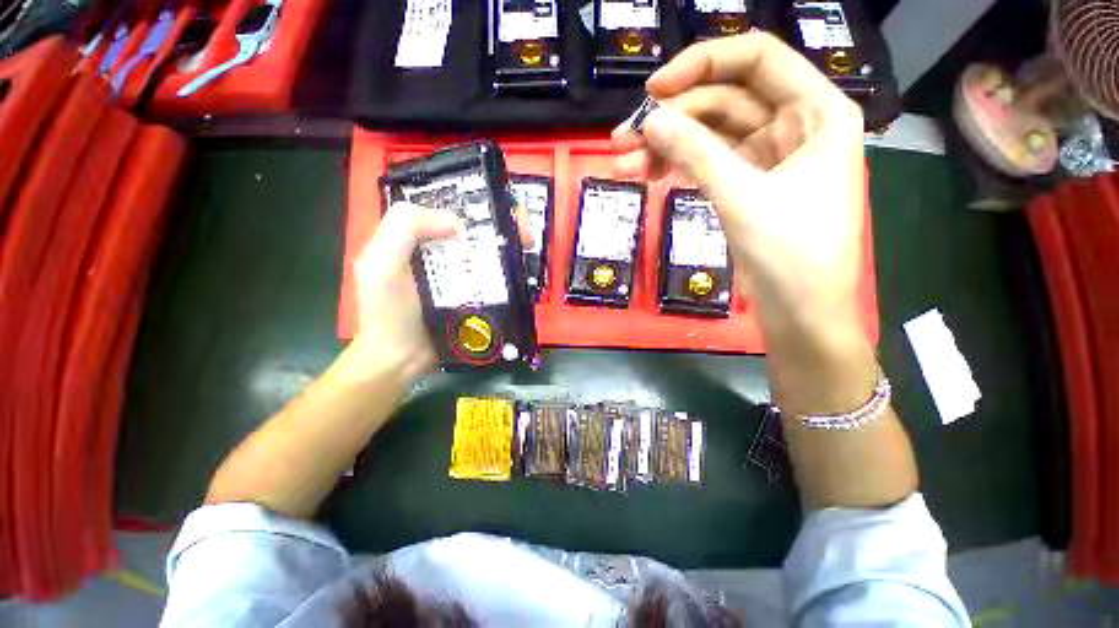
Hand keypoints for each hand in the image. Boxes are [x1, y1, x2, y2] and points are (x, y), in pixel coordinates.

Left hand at [349, 200, 534, 378]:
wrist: (401, 360)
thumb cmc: (388, 313)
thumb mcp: (382, 264)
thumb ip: (405, 229)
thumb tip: (458, 222)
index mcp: (417, 238)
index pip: (449, 208)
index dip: (475, 203)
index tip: (501, 208)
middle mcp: (441, 252)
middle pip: (477, 230)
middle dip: (504, 225)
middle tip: (524, 232)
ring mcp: (460, 275)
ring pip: (490, 252)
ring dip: (511, 246)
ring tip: (529, 246)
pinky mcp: (474, 295)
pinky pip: (495, 277)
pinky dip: (510, 270)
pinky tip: (523, 268)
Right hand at [613, 32, 865, 346]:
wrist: (801, 315)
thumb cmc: (791, 257)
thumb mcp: (742, 198)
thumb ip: (696, 154)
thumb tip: (649, 121)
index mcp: (817, 112)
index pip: (757, 59)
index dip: (702, 65)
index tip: (653, 91)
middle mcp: (796, 125)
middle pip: (725, 100)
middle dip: (673, 118)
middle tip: (623, 140)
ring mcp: (769, 157)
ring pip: (711, 134)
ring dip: (667, 145)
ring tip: (625, 163)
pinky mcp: (748, 185)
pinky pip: (709, 162)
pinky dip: (679, 166)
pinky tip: (650, 174)